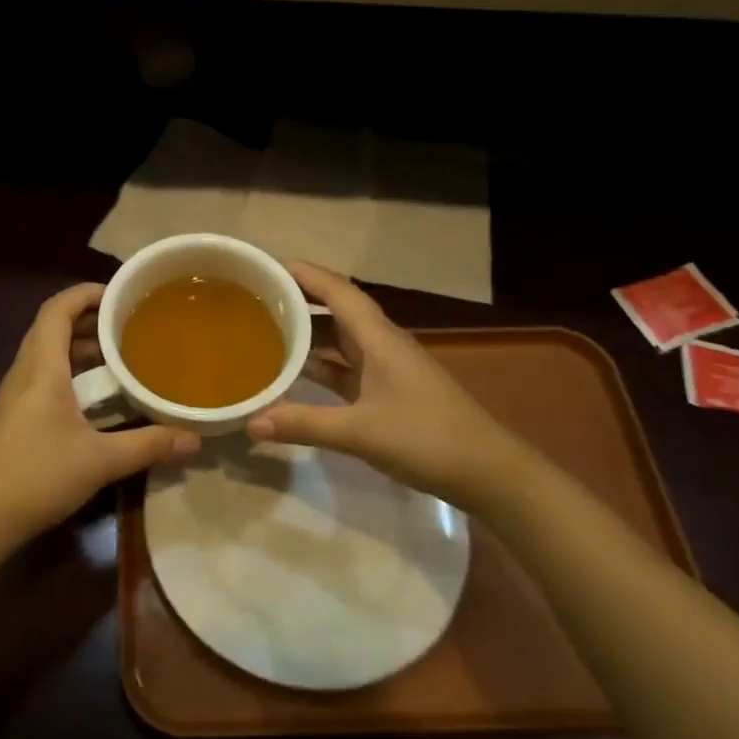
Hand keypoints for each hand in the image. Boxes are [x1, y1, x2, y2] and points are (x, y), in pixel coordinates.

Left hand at [0, 283, 199, 546]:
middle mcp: (24, 372)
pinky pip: (43, 377)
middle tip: (128, 325)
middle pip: (52, 328)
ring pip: (47, 354)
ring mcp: (15, 395)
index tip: (119, 295)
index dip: (85, 294)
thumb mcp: (101, 460)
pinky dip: (70, 372)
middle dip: (89, 320)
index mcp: (41, 368)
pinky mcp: (13, 416)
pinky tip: (95, 397)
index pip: (57, 309)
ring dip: (79, 348)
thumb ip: (149, 445)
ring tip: (119, 356)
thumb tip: (194, 440)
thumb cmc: (38, 475)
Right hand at [247, 262, 535, 512]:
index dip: (304, 274)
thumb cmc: (427, 438)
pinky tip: (296, 374)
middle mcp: (382, 344)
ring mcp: (387, 369)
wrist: (487, 472)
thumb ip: (304, 424)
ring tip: (267, 330)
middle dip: (300, 300)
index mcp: (379, 338)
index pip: (338, 291)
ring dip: (309, 333)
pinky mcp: (389, 393)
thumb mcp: (360, 431)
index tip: (267, 266)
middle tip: (257, 298)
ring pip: (341, 340)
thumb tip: (251, 422)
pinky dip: (321, 366)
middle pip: (337, 310)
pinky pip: (346, 368)